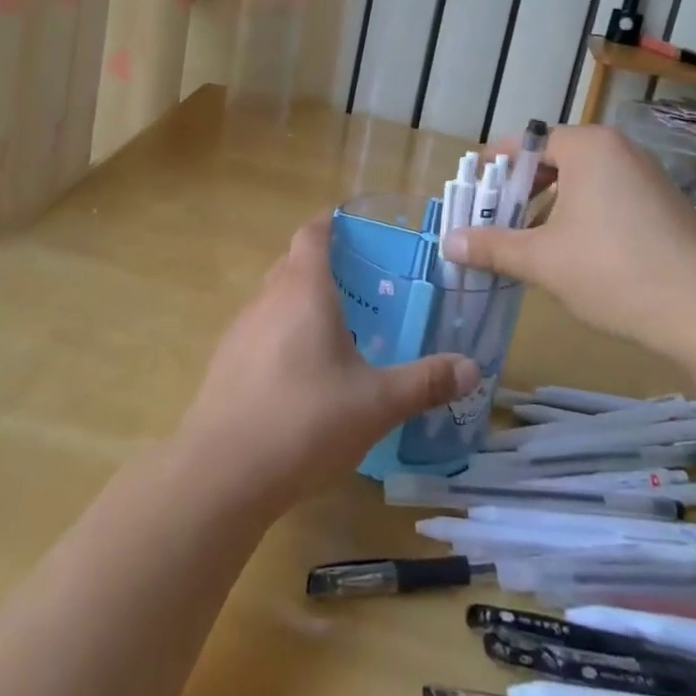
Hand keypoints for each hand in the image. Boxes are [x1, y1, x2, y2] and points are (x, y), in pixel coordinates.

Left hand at [176, 213, 480, 510]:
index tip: (355, 228)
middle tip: (361, 285)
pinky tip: (301, 373)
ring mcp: (240, 330)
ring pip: (274, 298)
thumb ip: (425, 382)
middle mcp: (267, 298)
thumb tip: (473, 368)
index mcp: (303, 290)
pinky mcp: (225, 362)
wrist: (222, 472)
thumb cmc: (305, 421)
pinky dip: (282, 334)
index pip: (312, 234)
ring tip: (336, 328)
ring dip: (301, 301)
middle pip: (292, 263)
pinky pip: (260, 330)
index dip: (331, 223)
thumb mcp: (377, 404)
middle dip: (323, 264)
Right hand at [444, 124, 695, 355]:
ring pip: (580, 183)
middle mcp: (618, 150)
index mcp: (588, 146)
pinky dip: (580, 218)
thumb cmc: (615, 271)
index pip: (525, 143)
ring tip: (526, 244)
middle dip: (519, 192)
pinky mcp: (663, 207)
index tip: (471, 197)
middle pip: (552, 161)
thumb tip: (449, 242)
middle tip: (493, 224)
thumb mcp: (543, 260)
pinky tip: (572, 256)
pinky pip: (606, 199)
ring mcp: (646, 178)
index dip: (493, 169)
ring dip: (548, 208)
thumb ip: (492, 246)